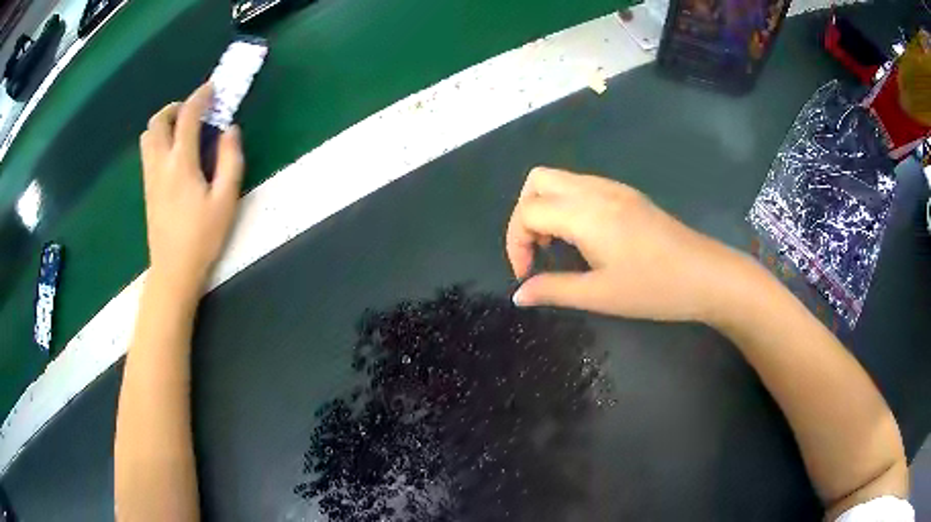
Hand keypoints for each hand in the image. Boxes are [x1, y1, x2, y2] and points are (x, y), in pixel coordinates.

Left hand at [140, 83, 244, 294]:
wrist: (173, 271)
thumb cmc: (202, 237)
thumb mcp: (226, 200)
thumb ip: (230, 160)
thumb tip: (230, 130)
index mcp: (181, 164)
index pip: (187, 117)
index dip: (200, 97)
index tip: (212, 88)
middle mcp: (160, 164)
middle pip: (157, 121)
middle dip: (176, 107)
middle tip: (195, 111)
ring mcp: (150, 177)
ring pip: (148, 136)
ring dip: (165, 123)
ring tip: (184, 130)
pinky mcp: (147, 189)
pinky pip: (148, 151)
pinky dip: (160, 139)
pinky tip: (176, 153)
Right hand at [506, 167, 744, 322]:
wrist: (706, 275)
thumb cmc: (654, 288)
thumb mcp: (600, 295)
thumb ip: (553, 290)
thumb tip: (519, 295)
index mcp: (585, 213)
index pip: (528, 211)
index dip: (516, 243)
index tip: (527, 274)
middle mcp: (595, 190)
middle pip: (538, 180)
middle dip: (524, 214)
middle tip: (537, 250)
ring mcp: (614, 188)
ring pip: (560, 179)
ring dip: (546, 208)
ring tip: (557, 247)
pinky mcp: (627, 194)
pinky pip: (582, 187)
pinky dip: (567, 206)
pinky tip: (583, 238)